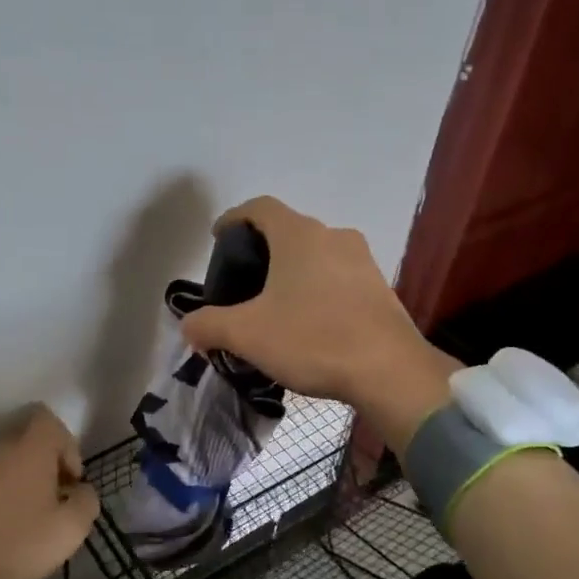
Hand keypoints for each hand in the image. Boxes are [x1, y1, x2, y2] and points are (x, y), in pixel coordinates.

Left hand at [0, 406, 99, 578]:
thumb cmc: (12, 540)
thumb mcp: (68, 530)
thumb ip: (86, 503)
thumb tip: (81, 492)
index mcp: (30, 447)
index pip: (51, 421)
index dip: (68, 447)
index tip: (70, 482)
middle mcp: (0, 447)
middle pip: (31, 444)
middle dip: (47, 470)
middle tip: (54, 505)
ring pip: (9, 465)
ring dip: (24, 487)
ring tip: (29, 522)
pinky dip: (0, 501)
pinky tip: (2, 531)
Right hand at [178, 197, 456, 449]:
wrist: (390, 371)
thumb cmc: (313, 339)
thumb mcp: (247, 335)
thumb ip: (209, 325)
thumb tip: (189, 326)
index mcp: (299, 235)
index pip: (260, 207)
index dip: (234, 217)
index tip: (219, 238)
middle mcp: (333, 236)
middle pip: (289, 231)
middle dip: (263, 251)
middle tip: (244, 281)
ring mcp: (363, 260)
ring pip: (317, 255)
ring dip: (294, 271)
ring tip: (277, 305)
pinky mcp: (380, 287)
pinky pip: (339, 277)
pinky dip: (319, 289)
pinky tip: (311, 322)